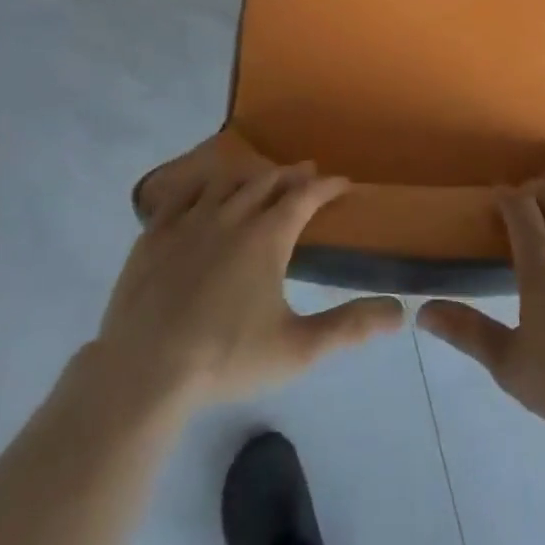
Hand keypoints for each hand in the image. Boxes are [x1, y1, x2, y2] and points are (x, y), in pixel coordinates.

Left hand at [89, 162, 404, 418]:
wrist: (144, 372)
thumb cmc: (226, 358)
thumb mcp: (298, 349)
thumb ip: (349, 327)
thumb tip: (399, 312)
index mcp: (267, 237)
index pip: (305, 197)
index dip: (327, 186)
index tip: (344, 182)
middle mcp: (231, 216)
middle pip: (267, 182)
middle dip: (292, 175)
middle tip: (307, 172)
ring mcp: (188, 222)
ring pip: (226, 182)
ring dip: (250, 176)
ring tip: (261, 178)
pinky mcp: (154, 235)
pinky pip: (181, 194)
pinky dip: (201, 185)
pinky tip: (203, 190)